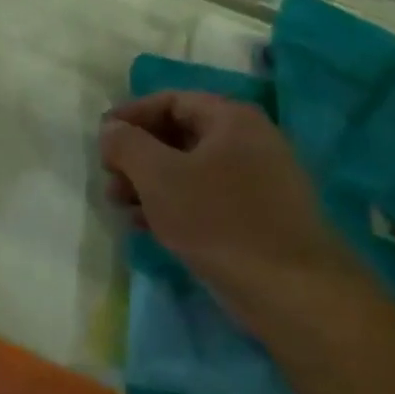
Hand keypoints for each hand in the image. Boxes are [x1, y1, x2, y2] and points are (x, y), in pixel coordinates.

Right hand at [100, 91, 366, 323]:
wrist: (293, 293)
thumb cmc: (219, 220)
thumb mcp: (159, 176)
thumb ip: (127, 145)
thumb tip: (111, 129)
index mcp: (231, 119)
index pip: (171, 101)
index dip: (131, 115)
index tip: (101, 138)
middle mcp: (250, 141)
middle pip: (180, 135)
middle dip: (138, 155)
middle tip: (109, 178)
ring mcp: (260, 181)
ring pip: (192, 170)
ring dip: (151, 183)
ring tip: (121, 206)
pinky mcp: (261, 218)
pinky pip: (208, 198)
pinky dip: (175, 205)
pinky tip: (148, 227)